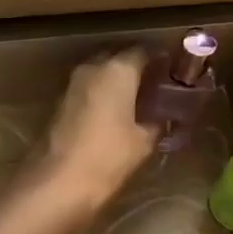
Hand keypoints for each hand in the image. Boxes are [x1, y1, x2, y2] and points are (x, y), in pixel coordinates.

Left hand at [37, 49, 158, 212]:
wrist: (57, 182)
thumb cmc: (107, 157)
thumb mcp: (143, 142)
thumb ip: (157, 123)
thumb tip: (163, 118)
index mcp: (118, 69)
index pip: (144, 51)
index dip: (160, 59)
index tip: (175, 70)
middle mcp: (93, 67)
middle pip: (119, 58)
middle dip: (137, 68)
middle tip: (157, 85)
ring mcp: (73, 84)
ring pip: (101, 73)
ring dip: (118, 82)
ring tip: (139, 100)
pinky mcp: (60, 102)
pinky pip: (89, 89)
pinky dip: (103, 95)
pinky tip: (115, 113)